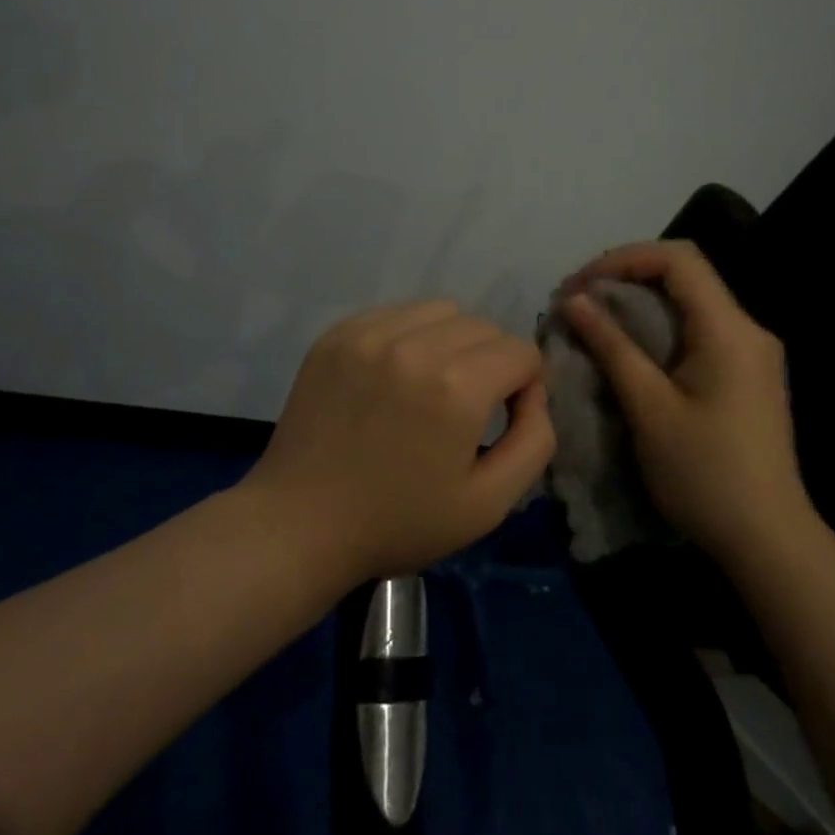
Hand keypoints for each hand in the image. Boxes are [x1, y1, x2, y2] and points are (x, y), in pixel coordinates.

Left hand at [241, 300, 555, 583]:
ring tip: (430, 384)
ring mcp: (370, 334)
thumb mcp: (489, 503)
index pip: (521, 351)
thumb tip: (533, 391)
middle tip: (466, 406)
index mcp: (457, 387)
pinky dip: (410, 335)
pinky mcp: (338, 333)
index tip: (502, 417)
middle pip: (484, 327)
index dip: (525, 385)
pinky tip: (394, 375)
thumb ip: (535, 440)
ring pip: (442, 311)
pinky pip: (397, 313)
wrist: (300, 523)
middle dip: (491, 361)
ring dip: (451, 341)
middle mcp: (415, 346)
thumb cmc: (399, 522)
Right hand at [558, 241, 809, 564]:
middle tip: (580, 300)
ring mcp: (752, 351)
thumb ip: (612, 346)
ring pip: (691, 301)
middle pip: (686, 273)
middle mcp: (748, 328)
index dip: (623, 259)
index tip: (580, 285)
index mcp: (729, 328)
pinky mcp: (747, 373)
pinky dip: (660, 325)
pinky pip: (699, 328)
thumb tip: (575, 300)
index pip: (678, 259)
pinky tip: (631, 347)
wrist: (769, 541)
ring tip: (595, 319)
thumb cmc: (705, 474)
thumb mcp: (649, 408)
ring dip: (641, 301)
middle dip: (627, 276)